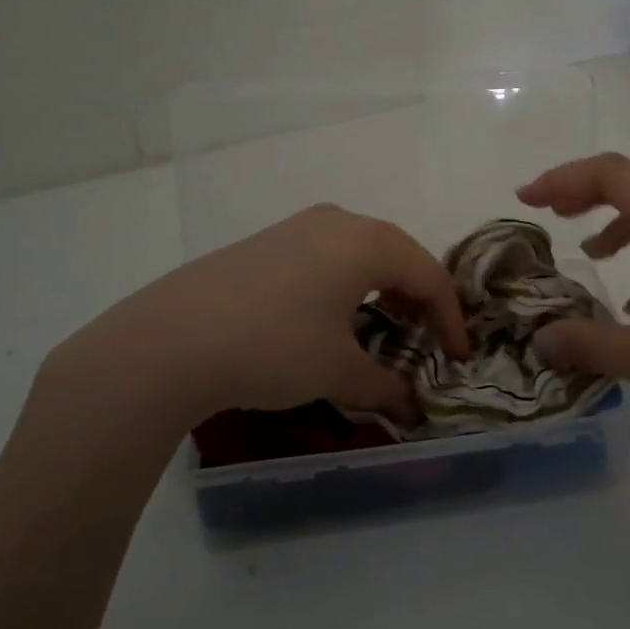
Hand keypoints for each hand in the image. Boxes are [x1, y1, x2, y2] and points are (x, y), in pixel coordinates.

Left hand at [44, 205, 469, 428]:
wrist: (171, 338)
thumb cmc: (273, 347)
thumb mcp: (336, 371)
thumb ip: (383, 387)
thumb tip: (409, 407)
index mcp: (367, 242)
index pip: (429, 275)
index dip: (450, 319)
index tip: (459, 358)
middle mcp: (338, 221)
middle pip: (398, 255)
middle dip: (419, 299)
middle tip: (425, 341)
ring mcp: (298, 226)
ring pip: (361, 251)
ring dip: (383, 289)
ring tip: (383, 328)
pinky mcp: (268, 241)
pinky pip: (327, 254)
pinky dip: (347, 283)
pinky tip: (331, 316)